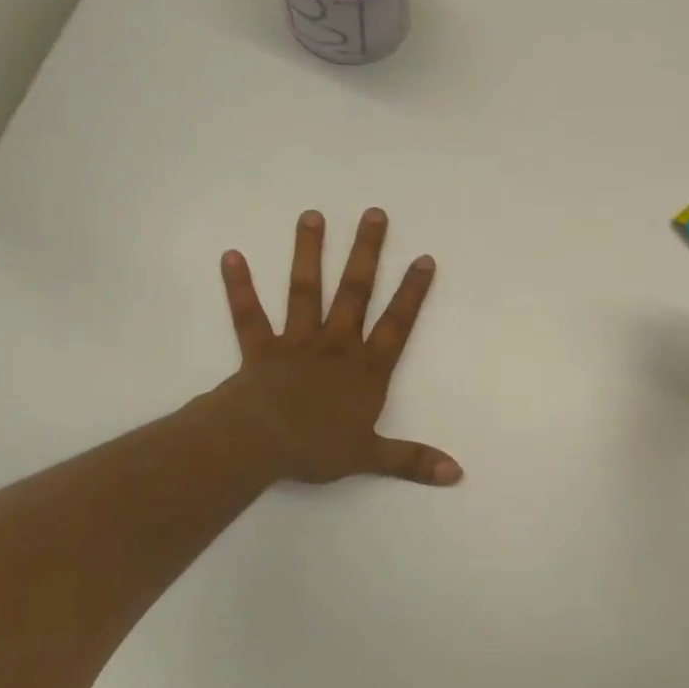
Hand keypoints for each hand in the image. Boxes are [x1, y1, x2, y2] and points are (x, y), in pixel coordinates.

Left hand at [216, 208, 461, 486]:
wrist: (257, 443)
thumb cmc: (316, 447)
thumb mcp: (371, 457)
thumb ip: (413, 460)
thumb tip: (457, 474)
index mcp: (365, 369)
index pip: (397, 324)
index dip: (412, 292)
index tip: (424, 258)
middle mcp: (335, 345)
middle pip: (355, 292)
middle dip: (367, 253)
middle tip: (374, 214)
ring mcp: (296, 342)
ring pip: (306, 291)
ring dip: (309, 253)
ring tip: (312, 216)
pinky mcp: (260, 348)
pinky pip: (249, 314)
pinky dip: (240, 286)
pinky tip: (231, 255)